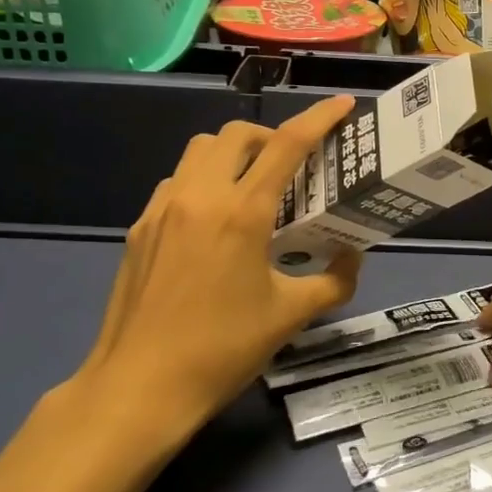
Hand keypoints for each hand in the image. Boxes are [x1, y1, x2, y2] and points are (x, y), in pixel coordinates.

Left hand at [70, 97, 361, 438]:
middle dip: (270, 136)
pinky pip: (177, 181)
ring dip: (232, 154)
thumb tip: (353, 256)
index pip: (288, 145)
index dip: (319, 118)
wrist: (138, 387)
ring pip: (200, 149)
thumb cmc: (222, 350)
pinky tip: (211, 222)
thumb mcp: (290, 316)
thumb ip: (334, 280)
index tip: (341, 104)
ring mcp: (163, 209)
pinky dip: (203, 181)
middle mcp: (200, 196)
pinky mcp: (139, 227)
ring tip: (251, 189)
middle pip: (238, 133)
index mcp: (242, 213)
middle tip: (291, 168)